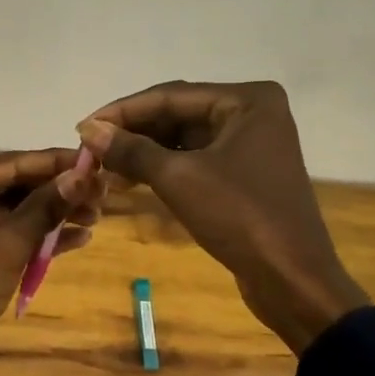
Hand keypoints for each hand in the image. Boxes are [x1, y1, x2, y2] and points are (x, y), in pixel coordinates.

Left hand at [0, 149, 102, 375]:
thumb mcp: (9, 244)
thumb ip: (47, 206)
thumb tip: (85, 175)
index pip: (10, 163)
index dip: (57, 164)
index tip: (98, 160)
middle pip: (12, 184)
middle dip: (58, 191)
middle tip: (104, 192)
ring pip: (12, 209)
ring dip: (52, 214)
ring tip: (97, 215)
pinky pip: (5, 232)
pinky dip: (36, 235)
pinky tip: (77, 237)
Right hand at [76, 81, 367, 353]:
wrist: (292, 279)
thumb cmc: (240, 217)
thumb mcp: (179, 178)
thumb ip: (131, 149)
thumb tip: (88, 129)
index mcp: (247, 100)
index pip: (171, 96)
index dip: (123, 112)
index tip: (82, 126)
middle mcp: (252, 113)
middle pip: (177, 114)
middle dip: (133, 132)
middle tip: (90, 149)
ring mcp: (250, 144)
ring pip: (184, 138)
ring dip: (144, 151)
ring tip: (103, 167)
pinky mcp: (244, 173)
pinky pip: (195, 160)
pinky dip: (163, 168)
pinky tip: (130, 180)